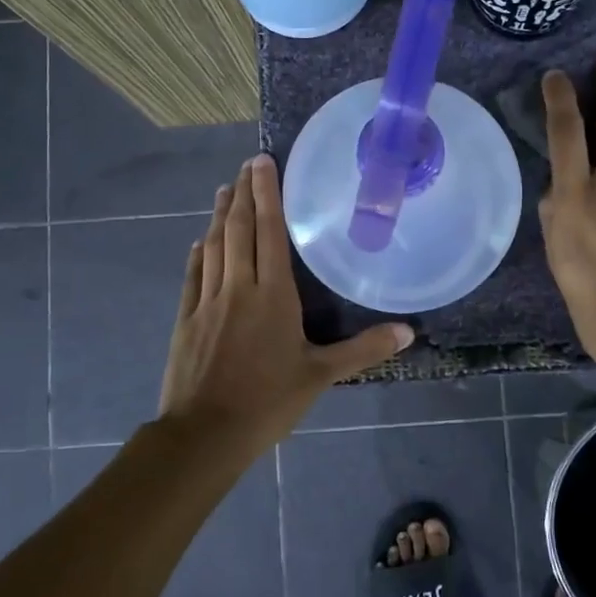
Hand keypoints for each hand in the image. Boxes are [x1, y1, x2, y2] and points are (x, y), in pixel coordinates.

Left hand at [158, 155, 413, 456]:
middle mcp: (238, 287)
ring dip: (218, 217)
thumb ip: (364, 350)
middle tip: (245, 166)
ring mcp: (207, 302)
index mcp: (273, 295)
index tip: (262, 163)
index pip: (270, 232)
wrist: (205, 433)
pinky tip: (199, 242)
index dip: (266, 195)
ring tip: (223, 191)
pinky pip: (193, 276)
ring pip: (214, 248)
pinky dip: (197, 254)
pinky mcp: (186, 319)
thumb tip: (409, 332)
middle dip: (242, 194)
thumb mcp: (321, 376)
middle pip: (238, 230)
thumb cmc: (268, 401)